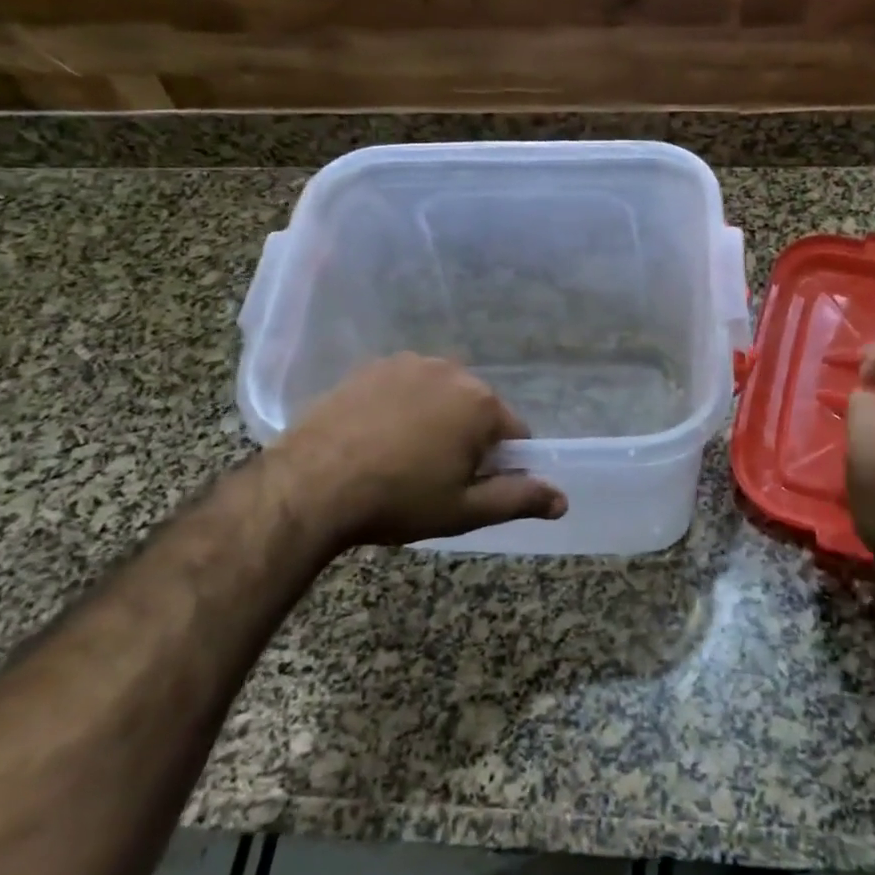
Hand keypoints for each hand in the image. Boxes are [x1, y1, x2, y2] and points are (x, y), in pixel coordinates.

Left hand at [267, 354, 565, 552]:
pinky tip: (375, 436)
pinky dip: (400, 406)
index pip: (515, 434)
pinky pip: (404, 387)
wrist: (311, 484)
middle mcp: (452, 371)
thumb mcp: (464, 510)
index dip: (500, 464)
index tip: (470, 487)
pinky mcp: (371, 366)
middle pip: (477, 409)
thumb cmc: (398, 499)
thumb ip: (519, 498)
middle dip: (466, 439)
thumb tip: (563, 500)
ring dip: (434, 420)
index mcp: (482, 404)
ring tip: (400, 457)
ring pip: (440, 396)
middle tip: (433, 477)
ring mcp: (408, 363)